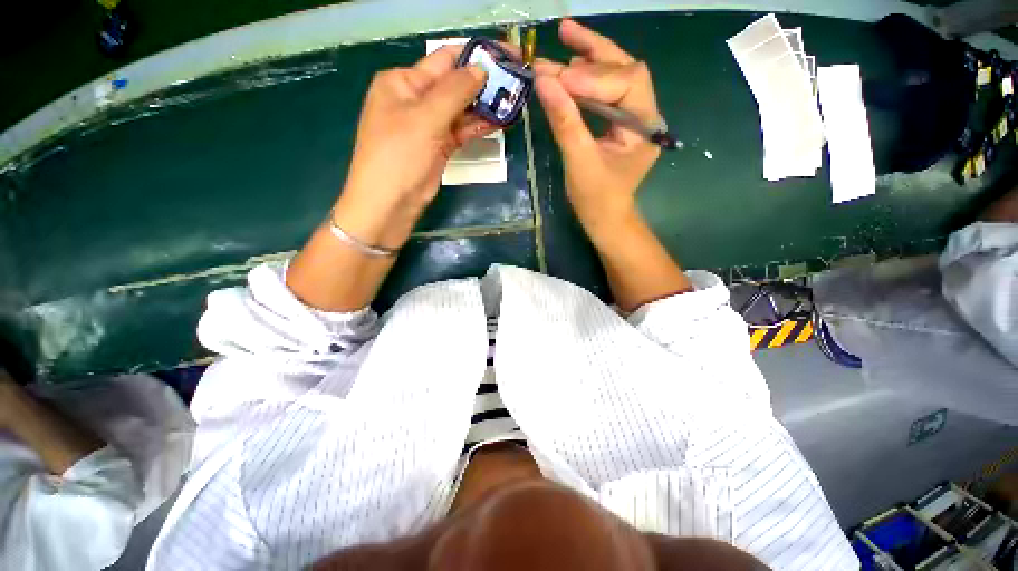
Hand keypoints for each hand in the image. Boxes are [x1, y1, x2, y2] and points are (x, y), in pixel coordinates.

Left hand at [334, 46, 495, 249]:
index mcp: (403, 82)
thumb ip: (455, 92)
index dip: (476, 55)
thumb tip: (482, 69)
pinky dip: (477, 127)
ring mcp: (428, 125)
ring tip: (514, 102)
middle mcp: (415, 99)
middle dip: (484, 83)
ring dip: (484, 107)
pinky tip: (499, 122)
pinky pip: (460, 131)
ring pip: (460, 110)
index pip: (444, 59)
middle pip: (455, 84)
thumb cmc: (398, 157)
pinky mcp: (438, 147)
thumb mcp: (425, 119)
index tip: (507, 55)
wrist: (389, 204)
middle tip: (517, 82)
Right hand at [534, 20, 661, 240]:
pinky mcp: (619, 123)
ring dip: (589, 58)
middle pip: (624, 69)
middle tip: (564, 31)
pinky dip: (586, 81)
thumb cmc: (596, 200)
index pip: (624, 84)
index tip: (557, 77)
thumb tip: (543, 80)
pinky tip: (569, 70)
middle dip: (594, 51)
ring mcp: (632, 118)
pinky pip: (605, 94)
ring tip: (563, 39)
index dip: (591, 78)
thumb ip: (565, 121)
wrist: (605, 220)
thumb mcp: (579, 162)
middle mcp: (644, 115)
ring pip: (615, 77)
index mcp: (644, 126)